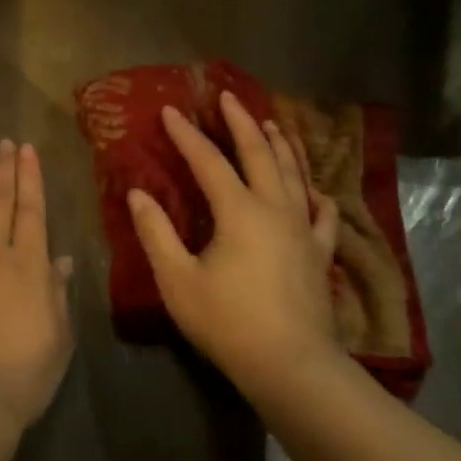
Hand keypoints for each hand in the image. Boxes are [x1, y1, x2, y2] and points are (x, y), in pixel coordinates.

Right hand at [127, 92, 342, 393]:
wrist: (290, 364)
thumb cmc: (228, 322)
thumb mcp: (178, 280)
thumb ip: (156, 233)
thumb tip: (138, 194)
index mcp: (239, 211)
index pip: (209, 162)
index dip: (187, 135)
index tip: (170, 111)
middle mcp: (275, 208)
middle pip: (259, 154)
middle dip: (241, 123)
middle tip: (228, 97)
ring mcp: (303, 229)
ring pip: (294, 174)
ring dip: (280, 145)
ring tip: (272, 124)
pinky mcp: (320, 253)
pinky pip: (322, 214)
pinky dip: (316, 195)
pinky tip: (314, 191)